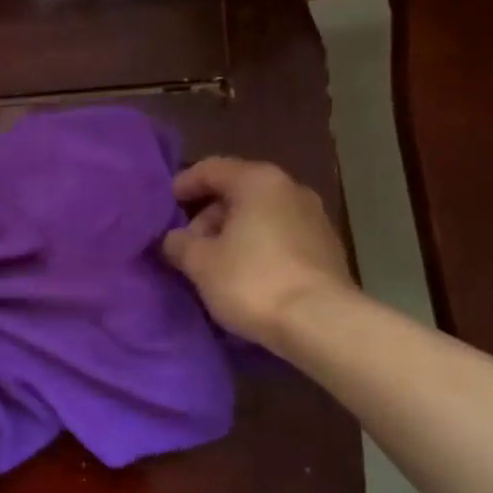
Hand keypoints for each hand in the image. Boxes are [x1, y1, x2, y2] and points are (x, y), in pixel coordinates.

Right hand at [163, 157, 357, 351]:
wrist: (322, 323)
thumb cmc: (252, 280)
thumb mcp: (200, 262)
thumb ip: (179, 244)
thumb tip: (173, 239)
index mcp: (258, 181)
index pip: (212, 169)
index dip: (184, 184)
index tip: (165, 206)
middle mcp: (291, 189)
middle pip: (238, 191)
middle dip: (208, 216)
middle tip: (188, 245)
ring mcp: (315, 218)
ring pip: (261, 216)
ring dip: (233, 234)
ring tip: (213, 264)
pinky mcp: (327, 249)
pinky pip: (280, 237)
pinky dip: (258, 247)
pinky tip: (245, 275)